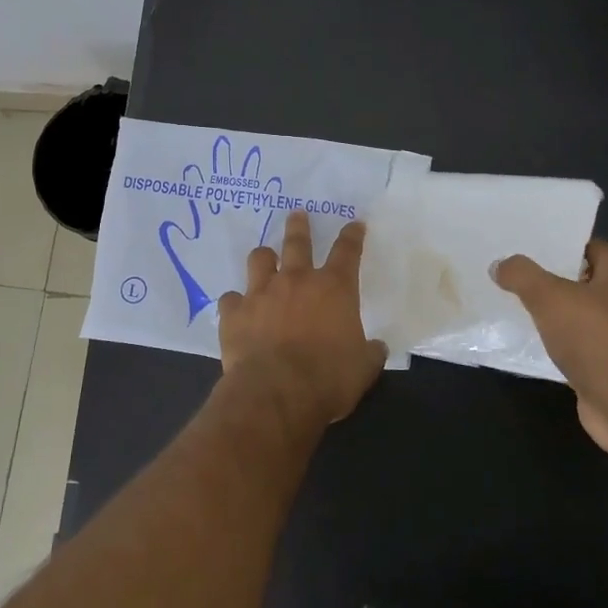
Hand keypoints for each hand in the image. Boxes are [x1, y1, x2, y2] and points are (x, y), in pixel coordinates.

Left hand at [219, 211, 388, 427]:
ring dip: (264, 257)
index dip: (352, 236)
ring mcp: (261, 293)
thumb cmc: (328, 379)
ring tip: (265, 257)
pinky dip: (236, 302)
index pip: (347, 252)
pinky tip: (237, 310)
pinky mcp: (234, 313)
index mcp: (334, 289)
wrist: (277, 393)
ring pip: (260, 259)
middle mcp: (296, 281)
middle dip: (299, 226)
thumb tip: (377, 347)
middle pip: (297, 242)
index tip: (354, 224)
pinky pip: (231, 298)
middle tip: (297, 215)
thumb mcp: (363, 368)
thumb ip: (370, 352)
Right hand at [493, 240, 607, 457]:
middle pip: (581, 280)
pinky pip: (575, 344)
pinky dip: (554, 341)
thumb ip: (522, 276)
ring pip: (576, 314)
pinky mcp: (607, 366)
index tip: (525, 245)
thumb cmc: (596, 338)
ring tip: (512, 302)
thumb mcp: (550, 297)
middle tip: (510, 272)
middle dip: (548, 277)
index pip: (589, 246)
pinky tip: (527, 339)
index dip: (558, 243)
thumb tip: (500, 265)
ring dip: (550, 312)